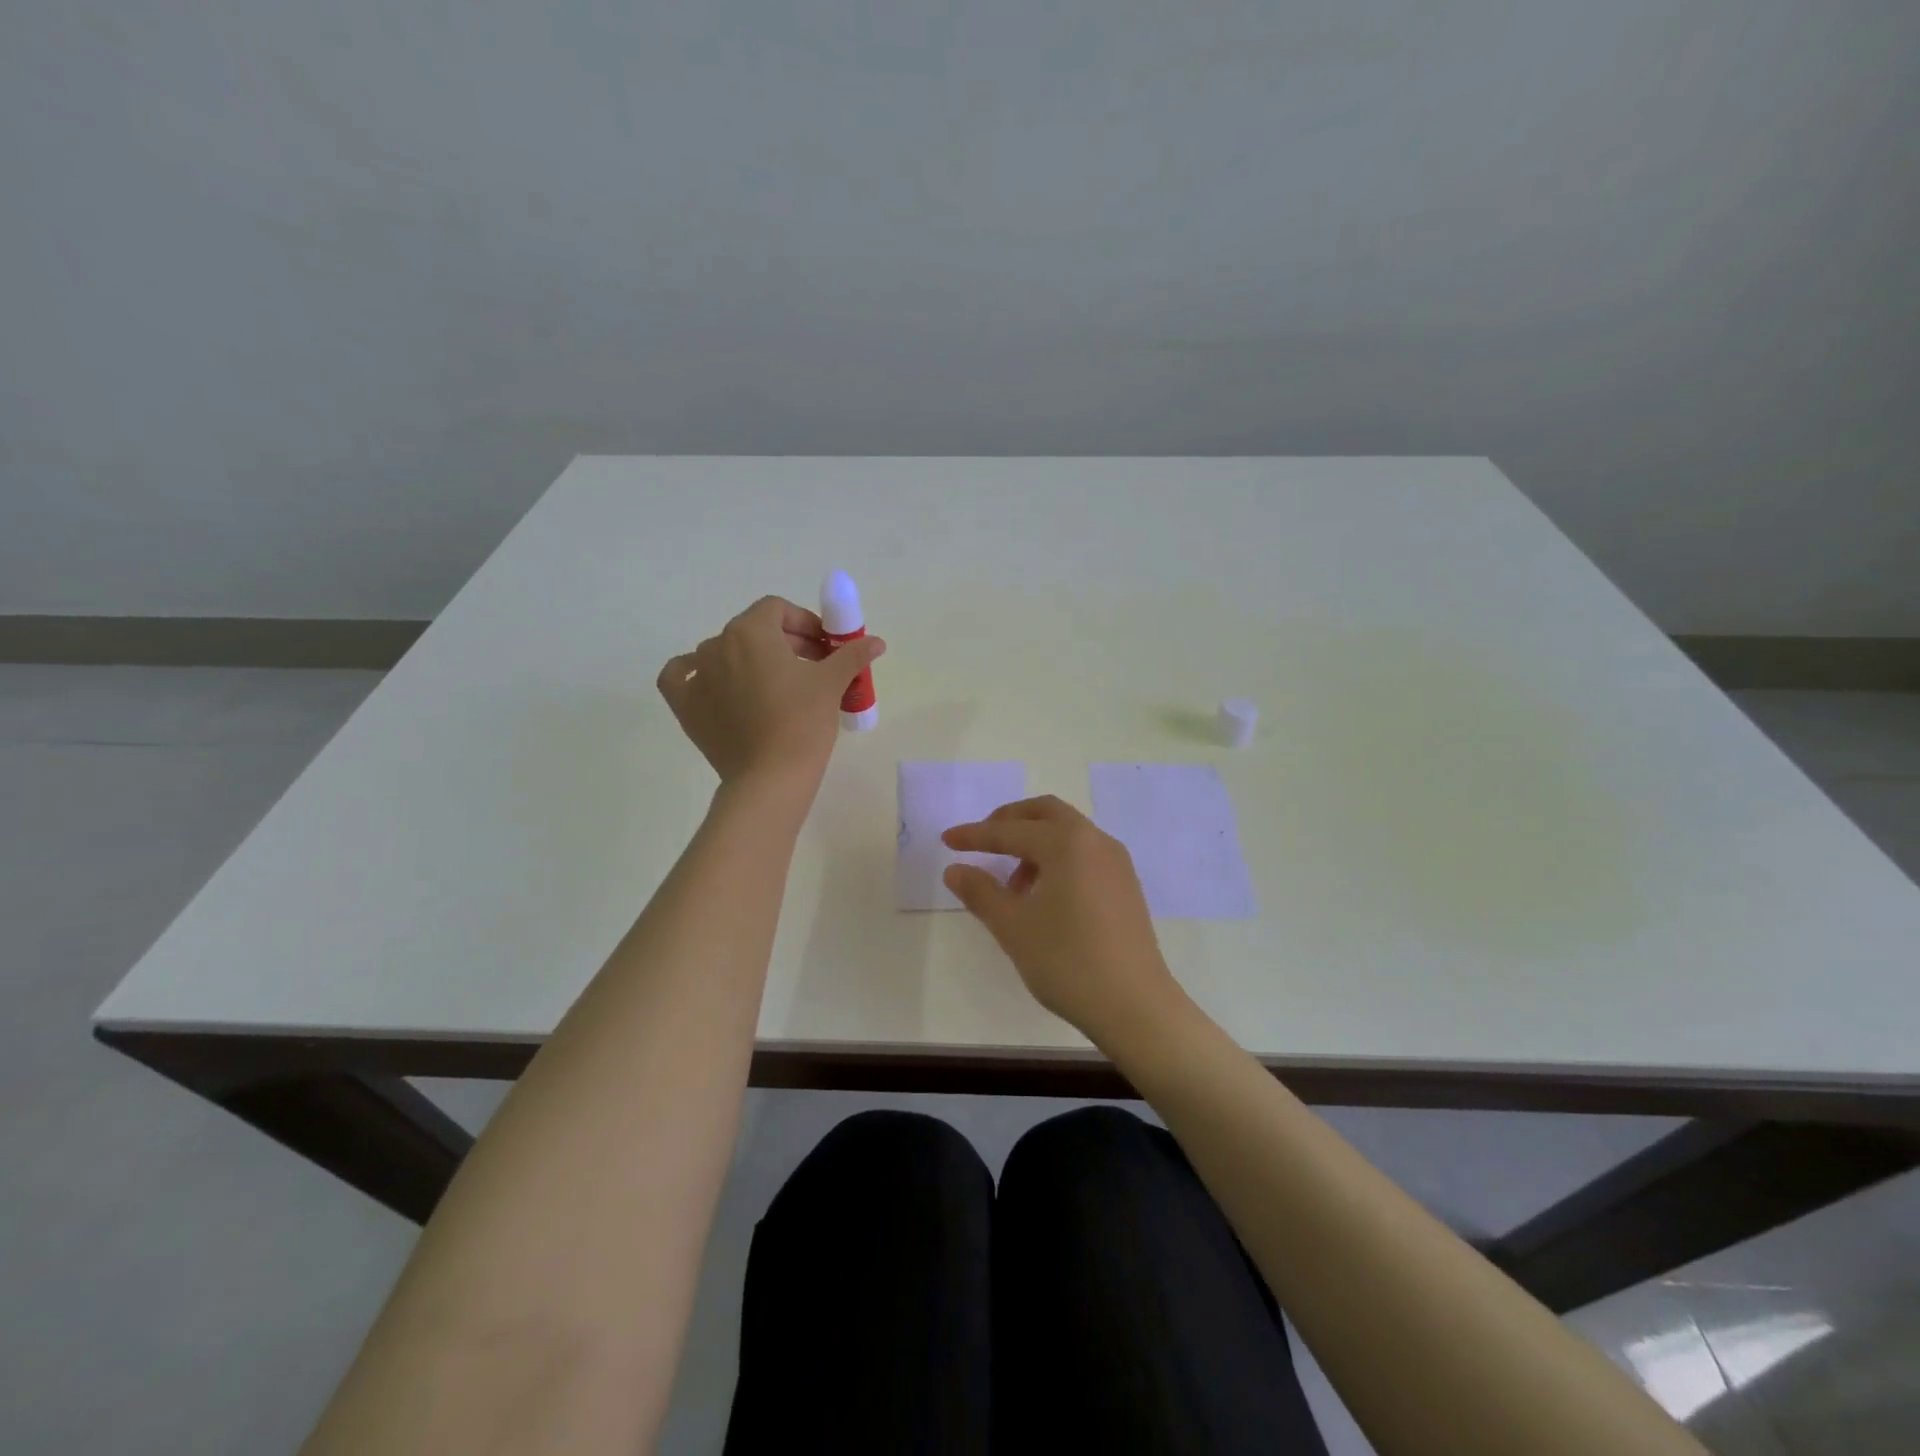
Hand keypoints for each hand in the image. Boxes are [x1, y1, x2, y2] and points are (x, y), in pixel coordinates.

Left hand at [656, 596, 884, 799]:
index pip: (777, 610)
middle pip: (752, 629)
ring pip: (723, 652)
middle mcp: (717, 644)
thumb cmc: (803, 722)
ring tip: (776, 685)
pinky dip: (697, 674)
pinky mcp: (685, 705)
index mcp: (750, 631)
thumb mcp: (832, 684)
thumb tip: (877, 642)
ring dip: (750, 659)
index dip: (804, 622)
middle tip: (812, 667)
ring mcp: (697, 675)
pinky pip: (683, 676)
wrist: (769, 778)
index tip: (825, 647)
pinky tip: (714, 683)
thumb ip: (852, 655)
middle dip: (785, 641)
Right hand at [941, 796, 1185, 1046]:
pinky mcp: (1126, 885)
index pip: (1010, 831)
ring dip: (1035, 843)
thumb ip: (981, 892)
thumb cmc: (1068, 962)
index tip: (947, 840)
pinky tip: (1044, 896)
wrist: (1135, 1006)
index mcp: (1067, 843)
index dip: (975, 836)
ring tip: (1012, 885)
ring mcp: (1116, 862)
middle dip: (1010, 821)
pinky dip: (1058, 858)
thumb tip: (955, 869)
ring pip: (1068, 833)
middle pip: (1046, 813)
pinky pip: (1085, 853)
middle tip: (983, 841)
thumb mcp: (1014, 927)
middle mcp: (1095, 841)